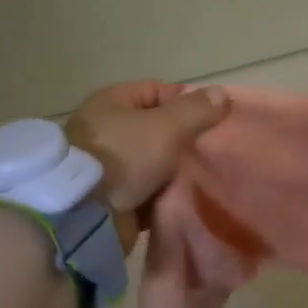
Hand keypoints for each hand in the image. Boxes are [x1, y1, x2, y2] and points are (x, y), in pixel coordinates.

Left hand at [66, 81, 229, 247]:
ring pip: (152, 163)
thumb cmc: (124, 157)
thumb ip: (197, 110)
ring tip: (203, 177)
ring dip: (174, 172)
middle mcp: (104, 130)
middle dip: (183, 141)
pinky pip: (145, 191)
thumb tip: (221, 93)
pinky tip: (185, 199)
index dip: (185, 103)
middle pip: (155, 129)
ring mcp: (105, 166)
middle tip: (210, 152)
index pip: (156, 91)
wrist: (86, 215)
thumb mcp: (167, 127)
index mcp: (111, 102)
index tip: (211, 122)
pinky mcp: (110, 198)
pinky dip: (162, 195)